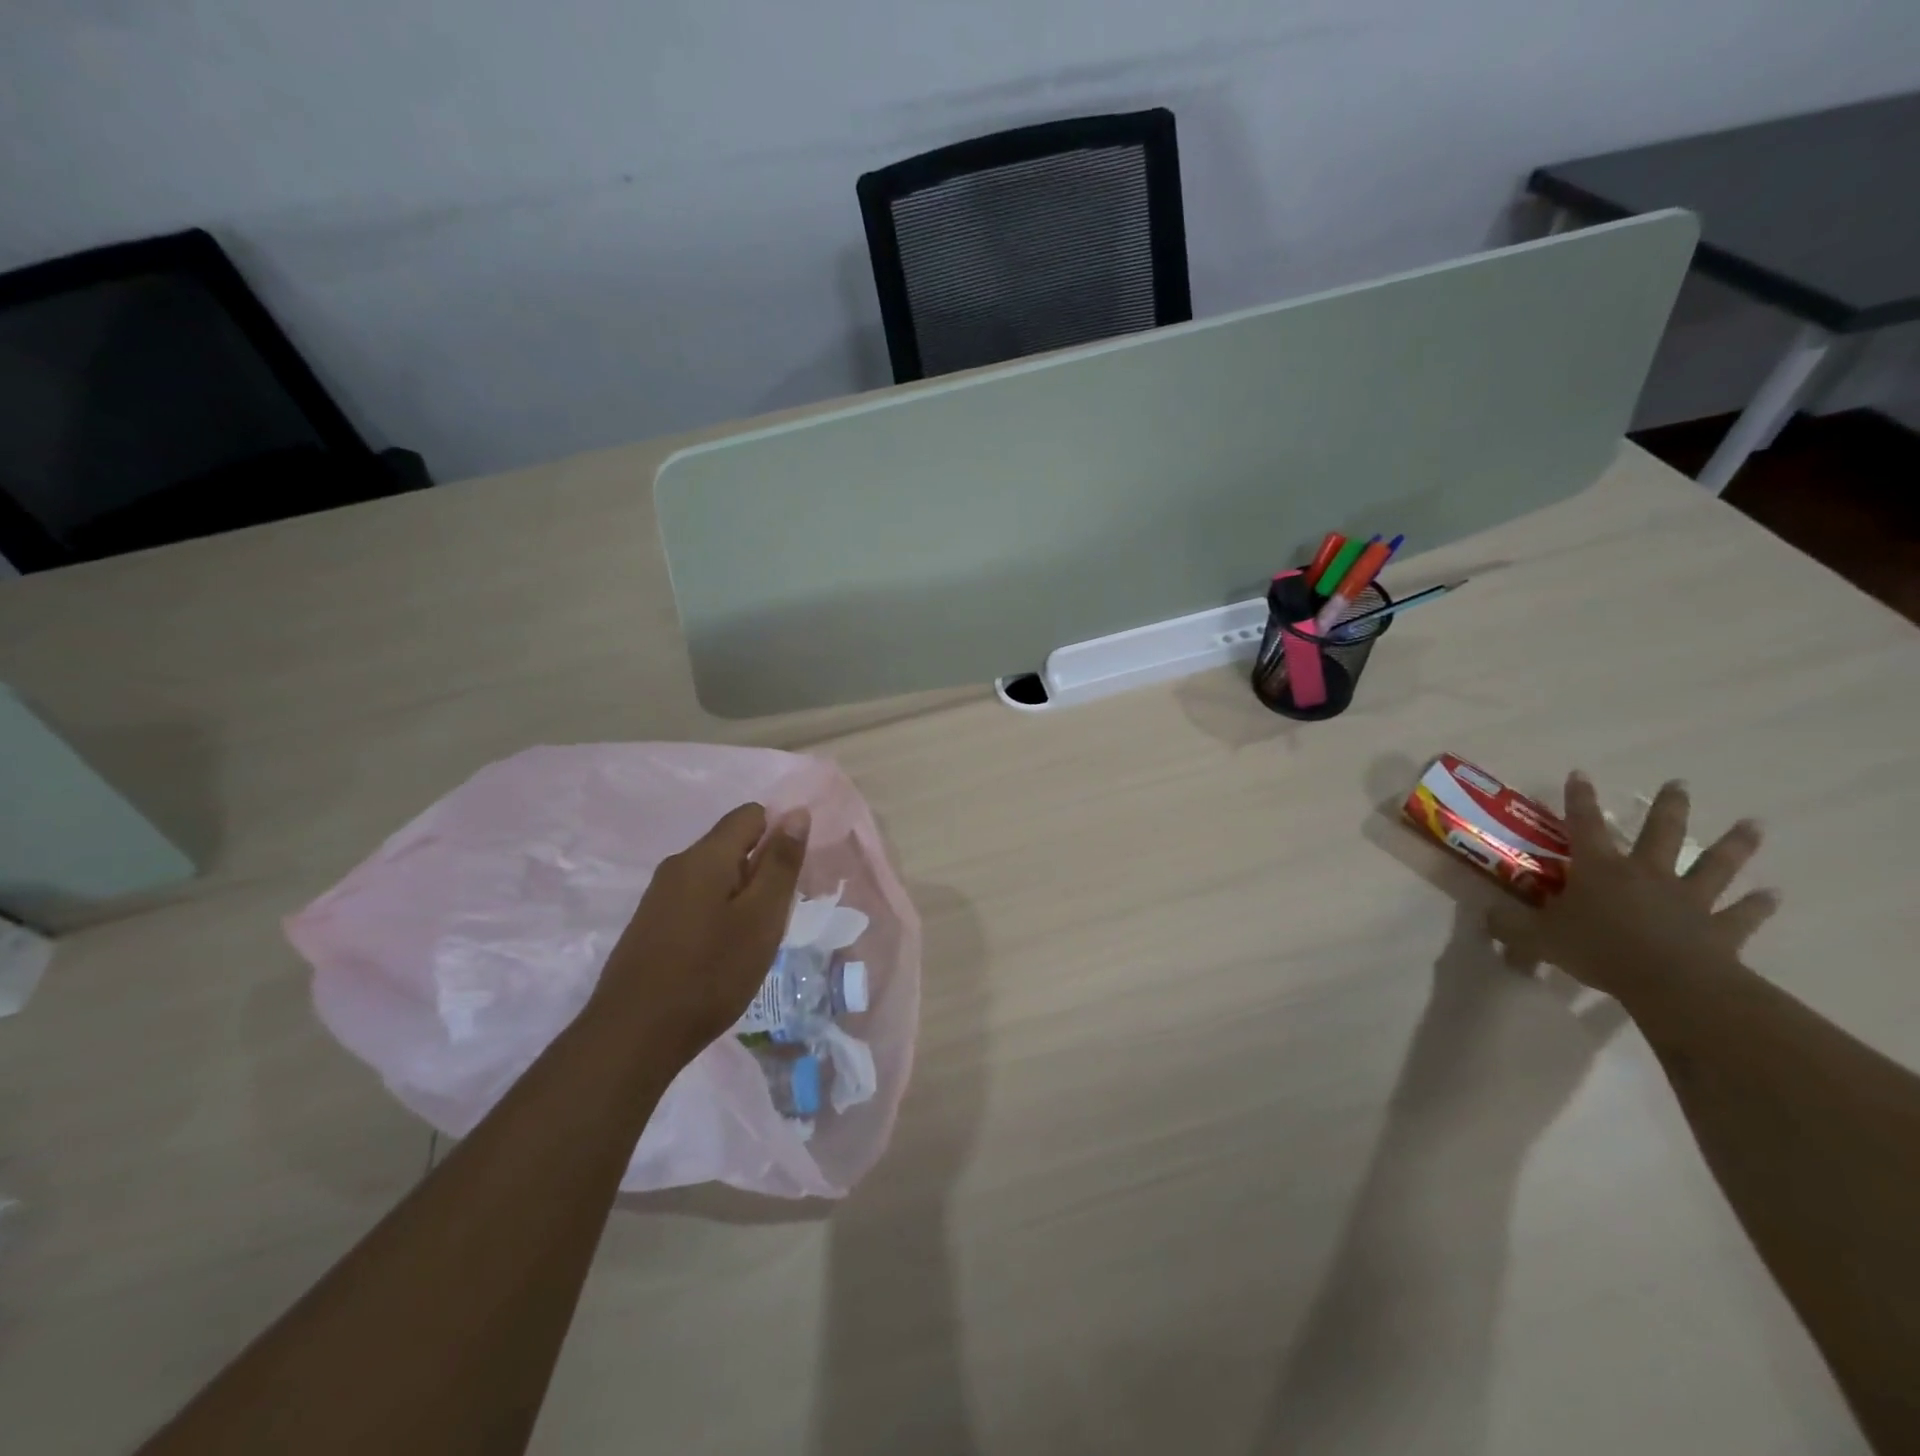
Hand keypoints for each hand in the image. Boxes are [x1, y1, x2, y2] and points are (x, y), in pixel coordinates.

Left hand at [594, 803, 809, 1060]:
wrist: (633, 1036)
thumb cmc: (710, 973)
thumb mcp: (761, 918)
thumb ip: (780, 863)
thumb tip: (797, 813)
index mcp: (706, 856)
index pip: (752, 815)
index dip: (779, 837)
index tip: (790, 879)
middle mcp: (678, 865)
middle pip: (733, 845)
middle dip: (761, 872)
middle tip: (774, 918)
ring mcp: (659, 896)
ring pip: (715, 876)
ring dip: (741, 897)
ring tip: (751, 942)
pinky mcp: (650, 924)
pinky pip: (696, 901)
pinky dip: (718, 916)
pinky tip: (721, 955)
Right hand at [1488, 774, 1778, 1003]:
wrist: (1670, 984)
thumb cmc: (1597, 950)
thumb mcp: (1536, 938)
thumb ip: (1509, 926)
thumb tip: (1487, 917)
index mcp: (1599, 869)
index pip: (1583, 825)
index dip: (1579, 799)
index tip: (1581, 774)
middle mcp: (1646, 874)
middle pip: (1659, 833)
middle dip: (1668, 807)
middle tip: (1679, 784)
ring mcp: (1688, 900)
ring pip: (1712, 865)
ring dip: (1733, 845)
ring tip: (1752, 825)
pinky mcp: (1719, 930)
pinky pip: (1741, 914)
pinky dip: (1757, 905)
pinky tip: (1773, 894)